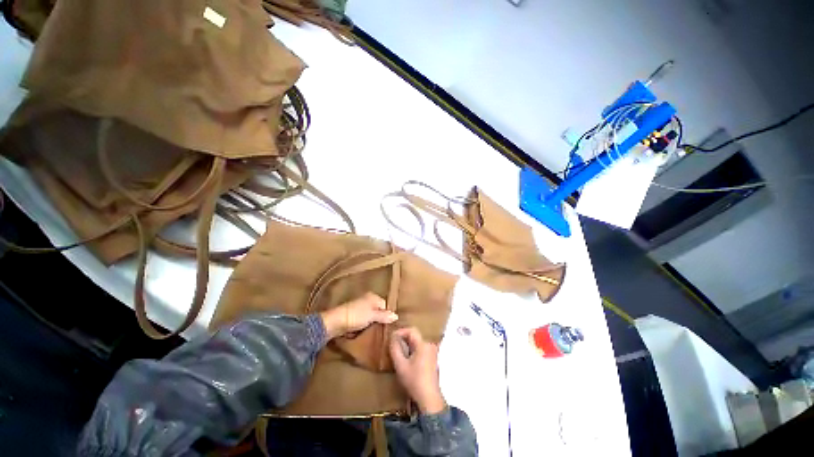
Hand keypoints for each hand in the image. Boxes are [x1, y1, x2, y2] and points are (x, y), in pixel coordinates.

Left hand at [320, 292, 397, 339]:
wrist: (335, 322)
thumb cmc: (356, 316)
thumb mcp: (372, 316)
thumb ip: (384, 316)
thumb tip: (396, 316)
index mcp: (373, 296)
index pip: (385, 305)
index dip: (387, 315)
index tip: (389, 325)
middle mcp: (367, 300)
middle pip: (378, 310)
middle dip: (380, 319)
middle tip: (384, 330)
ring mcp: (360, 307)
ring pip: (371, 316)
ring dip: (373, 323)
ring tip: (376, 332)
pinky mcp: (354, 315)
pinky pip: (364, 320)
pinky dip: (366, 325)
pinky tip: (367, 331)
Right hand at [389, 327, 445, 414]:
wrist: (429, 398)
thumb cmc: (414, 381)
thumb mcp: (401, 365)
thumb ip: (395, 349)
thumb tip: (393, 338)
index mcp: (423, 344)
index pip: (411, 330)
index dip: (401, 332)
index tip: (392, 338)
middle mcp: (430, 345)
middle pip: (415, 335)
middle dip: (403, 338)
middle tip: (394, 345)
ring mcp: (433, 352)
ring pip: (418, 342)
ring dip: (408, 344)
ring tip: (399, 352)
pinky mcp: (433, 358)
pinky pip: (421, 348)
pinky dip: (413, 350)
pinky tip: (407, 359)